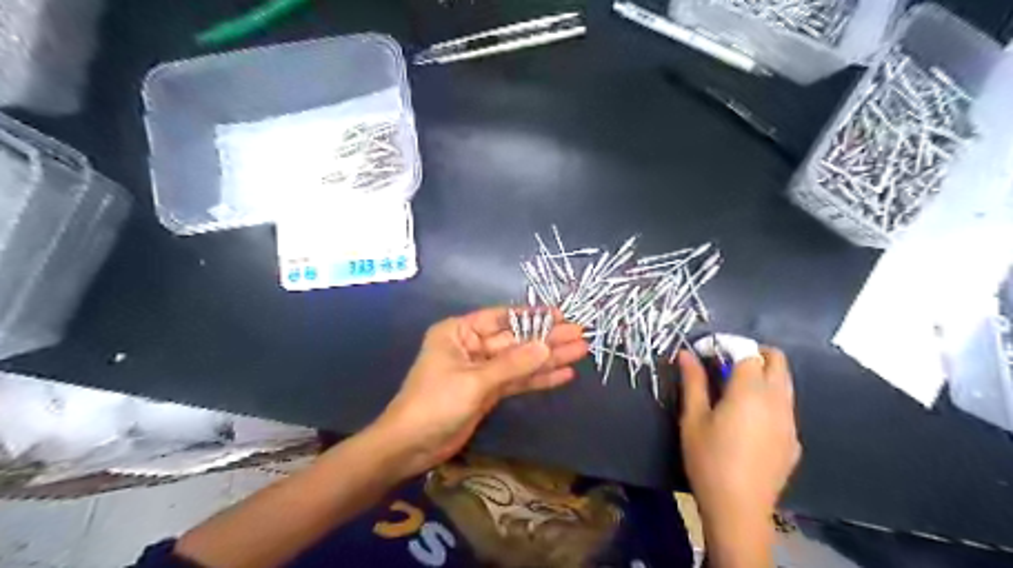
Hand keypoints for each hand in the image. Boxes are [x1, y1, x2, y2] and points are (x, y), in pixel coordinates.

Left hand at [374, 309, 591, 477]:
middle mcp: (472, 346)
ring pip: (520, 361)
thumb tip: (547, 346)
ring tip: (580, 352)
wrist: (411, 446)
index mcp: (459, 332)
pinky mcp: (488, 392)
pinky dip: (538, 379)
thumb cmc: (435, 403)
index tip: (560, 316)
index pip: (501, 318)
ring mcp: (482, 370)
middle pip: (515, 340)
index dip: (532, 316)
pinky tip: (563, 374)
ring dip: (548, 358)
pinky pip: (517, 381)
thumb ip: (513, 364)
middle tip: (580, 335)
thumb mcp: (474, 381)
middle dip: (547, 339)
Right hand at [680, 349, 799, 524]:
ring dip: (765, 375)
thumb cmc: (708, 459)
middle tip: (727, 363)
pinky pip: (786, 408)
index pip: (747, 352)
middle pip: (777, 361)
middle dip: (754, 353)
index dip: (728, 345)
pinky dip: (770, 400)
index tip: (707, 352)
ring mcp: (790, 422)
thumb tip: (686, 354)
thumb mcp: (692, 419)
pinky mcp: (793, 441)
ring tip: (737, 389)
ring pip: (785, 383)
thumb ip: (693, 382)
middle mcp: (777, 400)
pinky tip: (750, 420)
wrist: (738, 509)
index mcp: (750, 391)